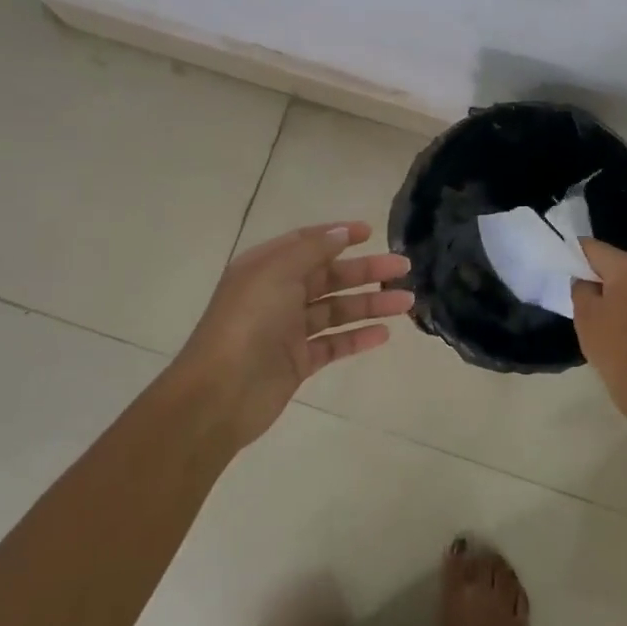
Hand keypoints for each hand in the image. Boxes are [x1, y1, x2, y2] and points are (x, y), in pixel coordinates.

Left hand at [174, 222, 411, 447]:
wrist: (220, 393)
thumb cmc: (248, 322)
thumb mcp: (276, 273)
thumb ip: (311, 250)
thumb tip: (341, 232)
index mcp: (266, 268)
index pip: (307, 243)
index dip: (338, 235)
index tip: (371, 233)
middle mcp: (277, 294)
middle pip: (329, 276)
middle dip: (366, 271)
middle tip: (403, 269)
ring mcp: (288, 330)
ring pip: (336, 310)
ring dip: (371, 303)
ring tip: (406, 302)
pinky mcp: (298, 362)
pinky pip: (334, 343)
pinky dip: (358, 337)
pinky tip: (384, 334)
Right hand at [572, 239, 626, 415]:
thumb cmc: (615, 348)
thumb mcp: (585, 315)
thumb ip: (581, 286)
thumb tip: (587, 280)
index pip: (595, 248)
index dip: (577, 255)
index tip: (567, 268)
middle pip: (620, 261)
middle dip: (604, 274)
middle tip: (590, 298)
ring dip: (626, 287)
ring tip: (614, 314)